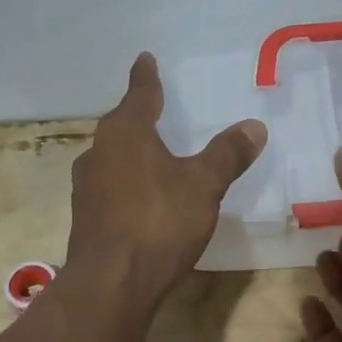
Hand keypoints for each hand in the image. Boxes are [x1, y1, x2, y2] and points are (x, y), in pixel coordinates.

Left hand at [67, 54, 267, 301]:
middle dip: (138, 118)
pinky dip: (128, 185)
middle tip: (156, 109)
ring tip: (153, 157)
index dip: (146, 77)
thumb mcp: (204, 185)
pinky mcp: (86, 218)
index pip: (139, 94)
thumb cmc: (159, 221)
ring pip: (113, 159)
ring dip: (132, 154)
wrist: (112, 283)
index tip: (145, 59)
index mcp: (125, 133)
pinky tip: (143, 200)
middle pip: (121, 126)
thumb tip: (254, 126)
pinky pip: (110, 188)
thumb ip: (228, 154)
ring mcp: (86, 187)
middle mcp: (99, 152)